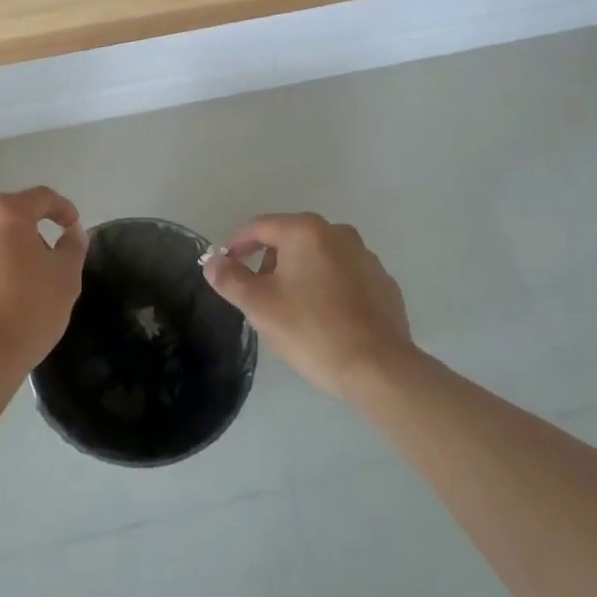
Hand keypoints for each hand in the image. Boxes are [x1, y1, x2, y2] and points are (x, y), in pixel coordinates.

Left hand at [0, 188, 87, 383]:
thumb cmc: (26, 313)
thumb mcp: (66, 279)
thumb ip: (72, 246)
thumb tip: (71, 232)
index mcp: (5, 214)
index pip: (40, 198)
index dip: (61, 208)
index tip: (71, 225)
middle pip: (3, 220)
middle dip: (21, 236)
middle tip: (37, 265)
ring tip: (1, 290)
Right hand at [203, 213, 414, 397]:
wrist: (379, 369)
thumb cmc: (312, 330)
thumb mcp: (260, 305)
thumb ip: (231, 279)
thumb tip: (212, 262)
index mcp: (305, 231)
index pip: (260, 227)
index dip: (237, 244)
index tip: (225, 266)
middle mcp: (338, 233)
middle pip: (290, 239)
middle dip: (270, 262)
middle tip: (259, 296)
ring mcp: (366, 257)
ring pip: (319, 258)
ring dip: (300, 275)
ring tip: (293, 311)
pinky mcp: (384, 283)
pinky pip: (345, 277)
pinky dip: (329, 289)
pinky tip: (326, 319)